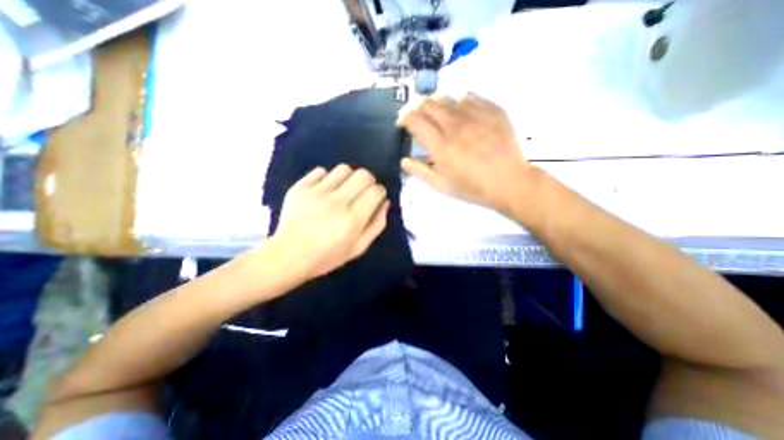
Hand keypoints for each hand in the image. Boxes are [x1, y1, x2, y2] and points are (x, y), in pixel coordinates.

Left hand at [272, 163, 389, 279]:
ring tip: (343, 190)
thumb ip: (376, 224)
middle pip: (363, 175)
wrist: (288, 256)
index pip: (376, 190)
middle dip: (368, 182)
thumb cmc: (327, 256)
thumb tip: (384, 202)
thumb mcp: (359, 247)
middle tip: (361, 192)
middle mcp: (336, 202)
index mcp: (353, 218)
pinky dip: (327, 178)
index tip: (375, 198)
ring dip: (349, 178)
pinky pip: (321, 171)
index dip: (379, 192)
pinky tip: (324, 190)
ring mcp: (316, 192)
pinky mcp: (300, 187)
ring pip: (343, 169)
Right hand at [401, 94, 535, 213]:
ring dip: (437, 104)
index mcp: (440, 145)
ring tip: (439, 115)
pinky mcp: (492, 110)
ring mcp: (475, 115)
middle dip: (419, 109)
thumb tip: (403, 160)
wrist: (509, 182)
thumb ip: (420, 171)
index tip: (404, 123)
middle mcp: (454, 126)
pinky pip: (470, 97)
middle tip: (421, 119)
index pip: (415, 120)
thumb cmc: (472, 188)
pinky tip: (461, 112)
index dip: (405, 118)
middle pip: (429, 105)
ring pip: (448, 98)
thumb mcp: (442, 185)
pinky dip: (460, 102)